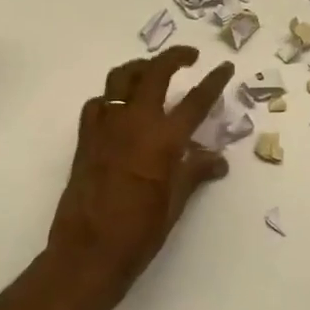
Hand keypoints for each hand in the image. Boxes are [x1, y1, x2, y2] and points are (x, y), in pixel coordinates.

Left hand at [46, 46, 235, 309]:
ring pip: (120, 78)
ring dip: (140, 68)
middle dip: (175, 57)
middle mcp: (134, 123)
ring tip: (152, 71)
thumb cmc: (139, 233)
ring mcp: (105, 127)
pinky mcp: (85, 138)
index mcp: (163, 140)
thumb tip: (218, 159)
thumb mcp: (175, 203)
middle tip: (190, 56)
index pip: (196, 100)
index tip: (224, 67)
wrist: (88, 253)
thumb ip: (195, 172)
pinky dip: (111, 98)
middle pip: (154, 72)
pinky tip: (119, 109)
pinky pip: (98, 104)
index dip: (214, 81)